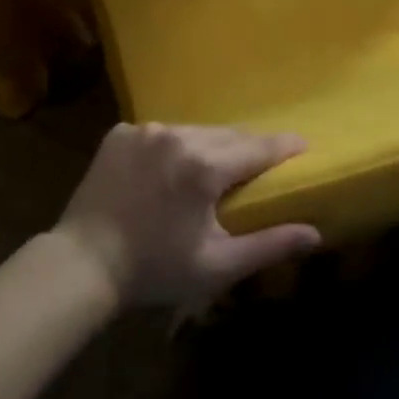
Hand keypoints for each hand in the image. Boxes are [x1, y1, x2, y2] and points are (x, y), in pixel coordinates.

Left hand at [52, 123, 320, 306]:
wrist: (83, 264)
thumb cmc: (155, 269)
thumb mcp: (216, 265)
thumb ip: (269, 244)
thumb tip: (315, 233)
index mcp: (204, 165)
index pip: (257, 148)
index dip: (283, 146)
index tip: (303, 144)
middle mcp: (177, 135)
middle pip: (226, 136)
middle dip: (246, 148)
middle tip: (259, 164)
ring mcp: (145, 130)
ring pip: (193, 131)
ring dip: (208, 146)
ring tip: (212, 169)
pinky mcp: (120, 133)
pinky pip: (159, 133)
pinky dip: (171, 147)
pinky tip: (166, 172)